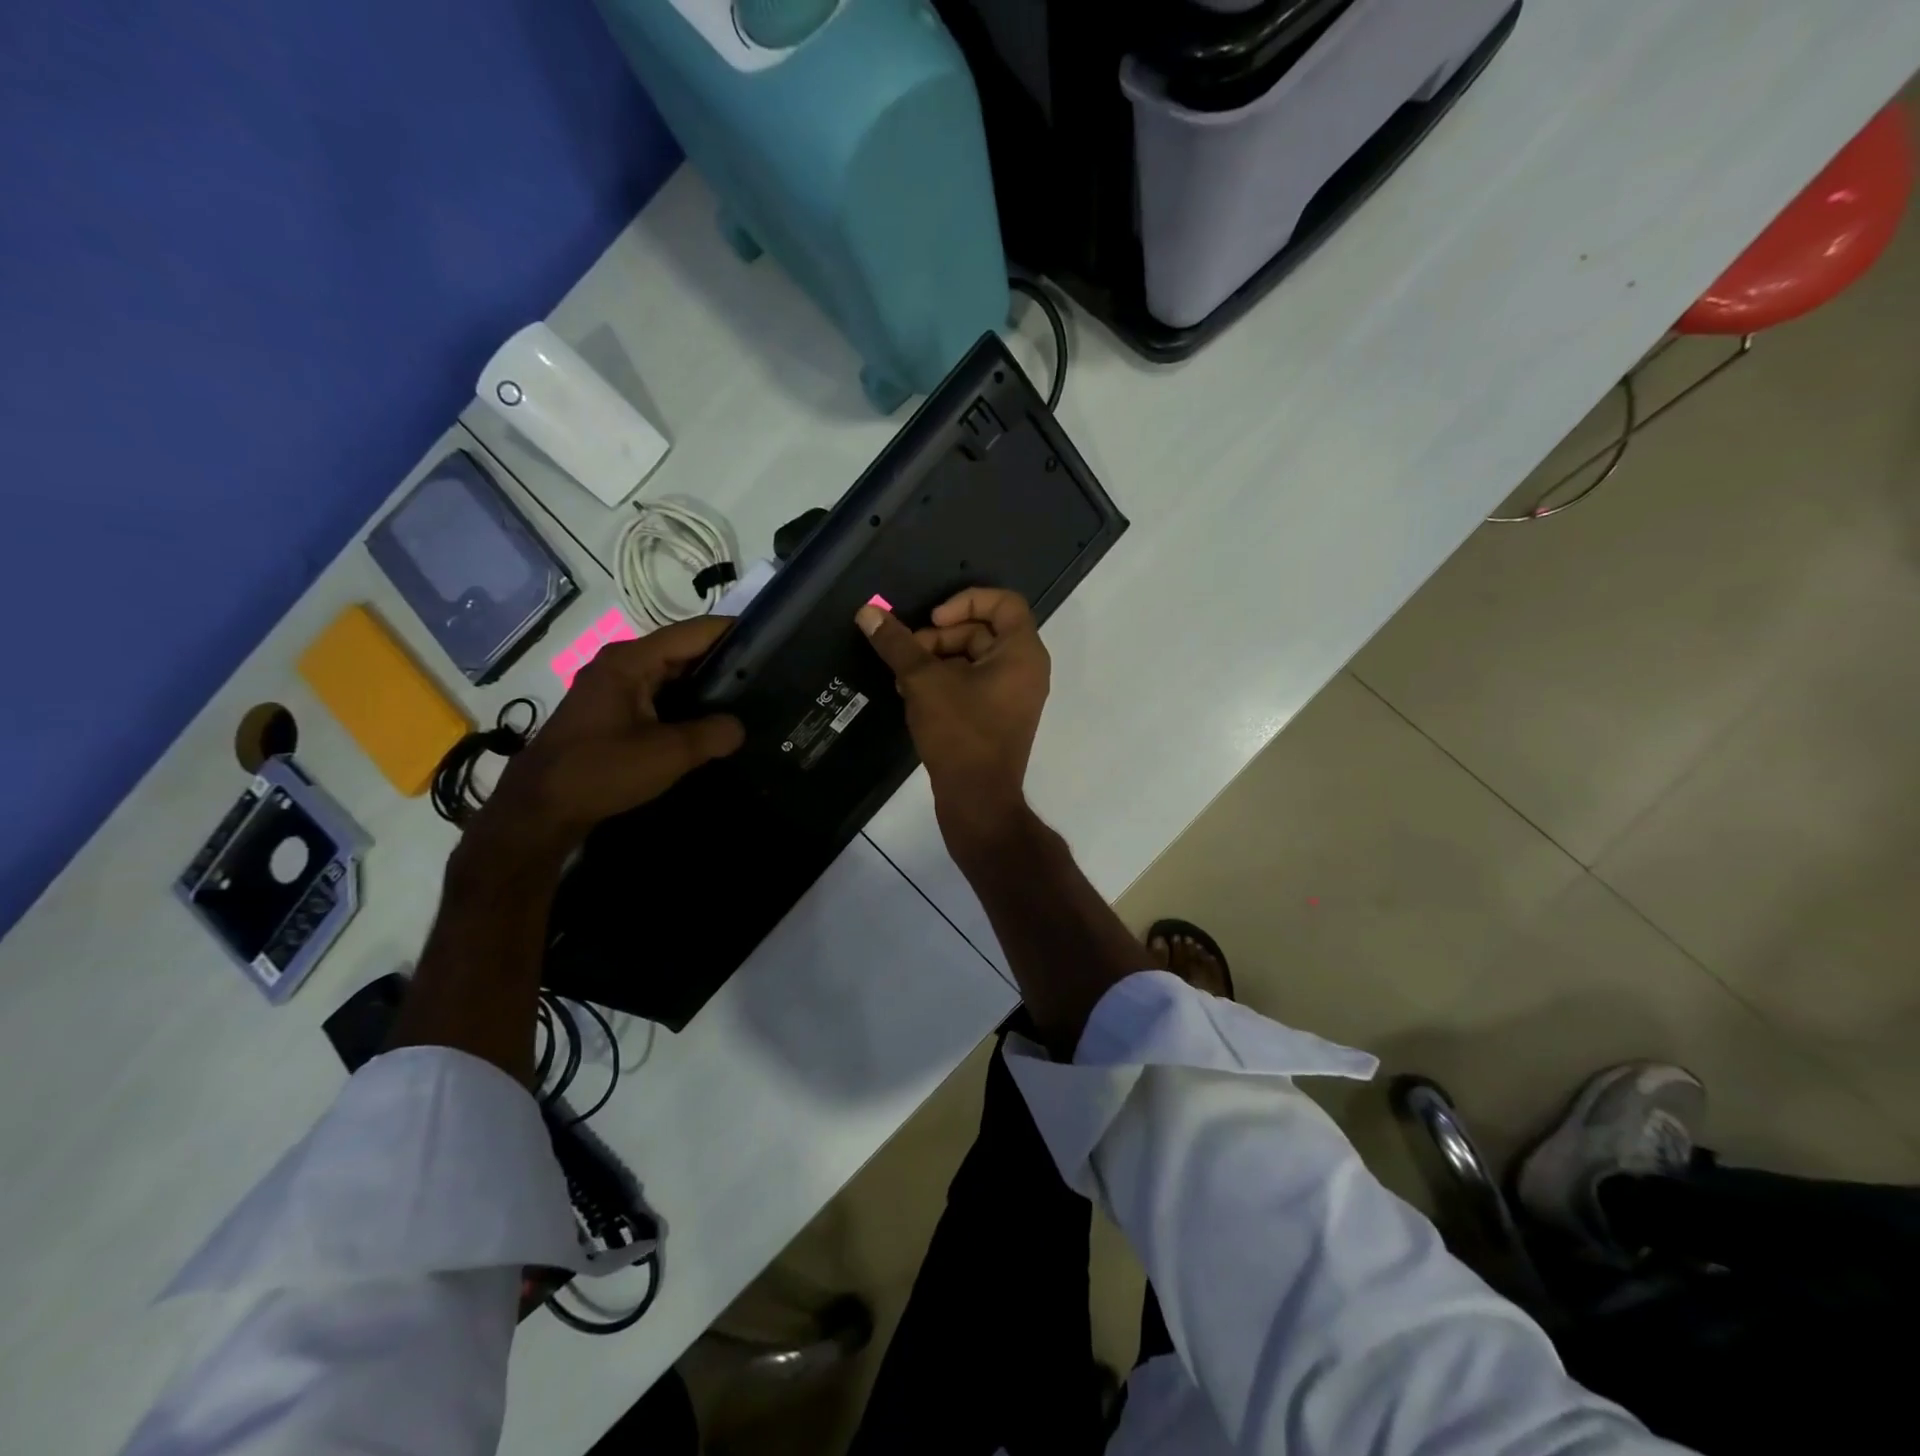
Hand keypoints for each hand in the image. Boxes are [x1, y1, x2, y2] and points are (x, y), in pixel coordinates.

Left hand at [466, 617, 744, 868]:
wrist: (540, 808)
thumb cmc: (600, 770)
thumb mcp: (667, 754)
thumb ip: (712, 735)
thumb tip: (740, 727)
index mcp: (631, 661)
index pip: (694, 632)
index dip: (733, 632)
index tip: (772, 641)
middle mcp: (621, 664)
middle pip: (682, 650)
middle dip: (723, 660)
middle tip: (768, 675)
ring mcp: (613, 687)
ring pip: (671, 675)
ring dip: (705, 685)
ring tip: (748, 697)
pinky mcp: (611, 711)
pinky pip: (658, 695)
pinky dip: (685, 703)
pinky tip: (710, 722)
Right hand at [855, 588, 1049, 852]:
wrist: (978, 800)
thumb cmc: (960, 734)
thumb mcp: (924, 683)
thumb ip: (898, 644)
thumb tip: (868, 612)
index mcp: (1022, 653)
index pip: (1004, 603)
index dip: (966, 601)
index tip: (933, 621)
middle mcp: (1026, 670)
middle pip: (984, 631)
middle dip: (941, 637)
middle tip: (908, 654)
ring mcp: (1014, 696)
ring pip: (975, 659)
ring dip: (937, 660)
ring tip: (903, 678)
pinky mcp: (999, 717)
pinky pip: (975, 684)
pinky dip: (946, 682)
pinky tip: (912, 696)